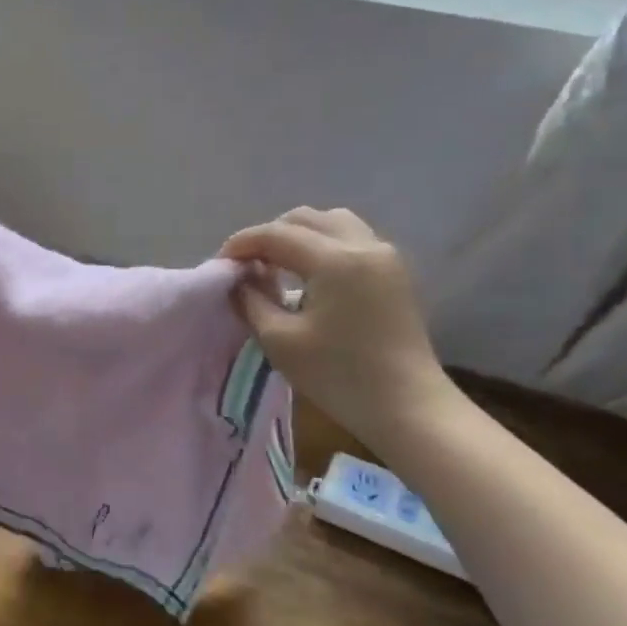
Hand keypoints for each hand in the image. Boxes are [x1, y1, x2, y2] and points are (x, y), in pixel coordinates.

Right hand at [219, 208, 456, 451]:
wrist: (408, 406)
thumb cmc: (339, 375)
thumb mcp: (279, 340)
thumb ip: (251, 301)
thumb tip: (239, 280)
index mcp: (335, 260)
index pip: (276, 233)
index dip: (241, 244)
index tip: (219, 265)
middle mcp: (364, 245)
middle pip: (305, 218)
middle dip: (269, 235)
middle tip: (246, 265)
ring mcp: (385, 256)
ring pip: (332, 224)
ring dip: (298, 236)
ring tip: (277, 266)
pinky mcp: (394, 273)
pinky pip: (351, 240)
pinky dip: (321, 246)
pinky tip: (307, 277)